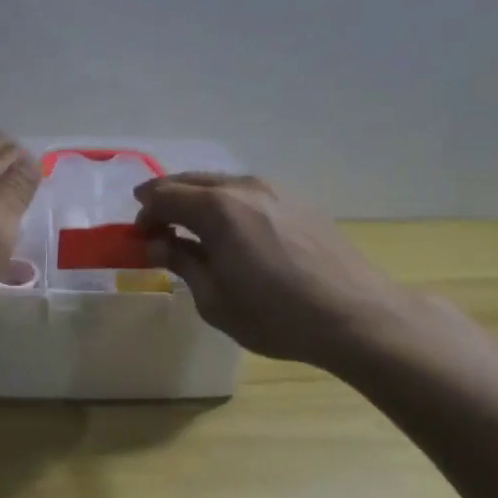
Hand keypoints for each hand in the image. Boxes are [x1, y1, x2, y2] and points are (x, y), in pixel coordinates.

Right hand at [135, 173, 417, 365]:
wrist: (357, 316)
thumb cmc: (277, 315)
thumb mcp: (215, 299)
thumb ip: (182, 263)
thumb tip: (158, 243)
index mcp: (216, 208)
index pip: (163, 195)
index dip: (145, 214)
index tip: (140, 238)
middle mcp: (243, 186)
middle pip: (190, 181)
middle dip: (167, 201)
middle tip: (158, 230)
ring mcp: (274, 189)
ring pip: (221, 183)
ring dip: (198, 201)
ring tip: (195, 232)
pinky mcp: (298, 200)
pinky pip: (248, 192)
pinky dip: (227, 204)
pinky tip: (235, 233)